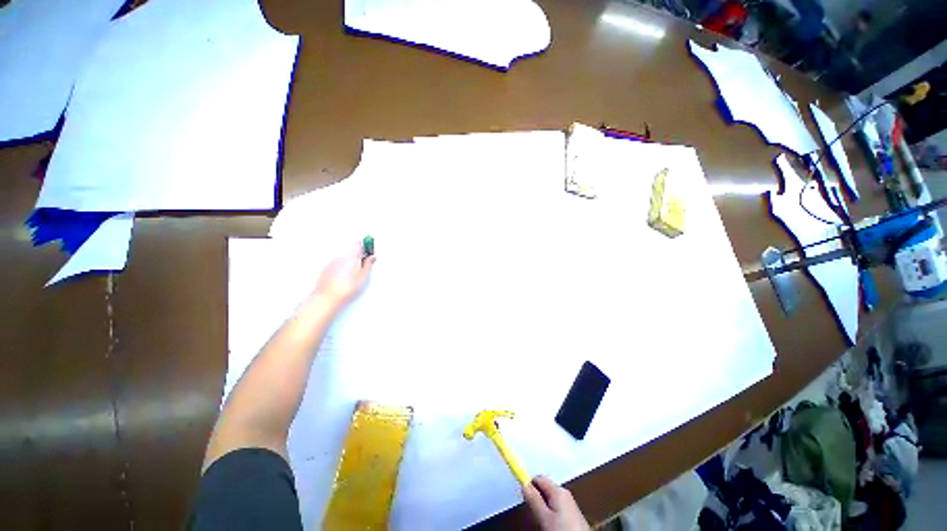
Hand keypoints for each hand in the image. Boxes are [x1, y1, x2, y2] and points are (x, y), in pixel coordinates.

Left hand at [311, 242, 374, 312]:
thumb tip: (372, 257)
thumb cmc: (346, 288)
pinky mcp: (325, 268)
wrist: (328, 297)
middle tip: (364, 263)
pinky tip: (344, 277)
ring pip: (343, 256)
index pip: (359, 243)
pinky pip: (336, 263)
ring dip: (350, 261)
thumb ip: (368, 264)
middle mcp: (340, 256)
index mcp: (351, 256)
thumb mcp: (363, 276)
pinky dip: (341, 266)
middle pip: (351, 249)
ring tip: (354, 273)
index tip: (369, 248)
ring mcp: (332, 262)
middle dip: (358, 254)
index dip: (365, 244)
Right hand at [523, 476, 589, 530]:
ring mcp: (570, 503)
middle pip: (544, 488)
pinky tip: (550, 523)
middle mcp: (565, 493)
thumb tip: (524, 484)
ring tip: (542, 520)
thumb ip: (533, 499)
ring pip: (550, 498)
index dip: (528, 482)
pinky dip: (550, 511)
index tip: (520, 489)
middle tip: (532, 510)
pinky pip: (556, 506)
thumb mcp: (544, 517)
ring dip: (543, 505)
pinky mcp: (573, 513)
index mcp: (558, 490)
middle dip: (536, 496)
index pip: (538, 478)